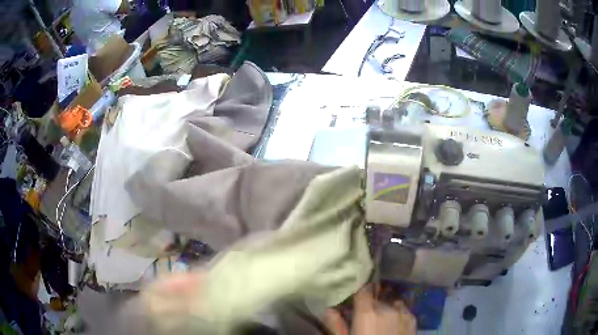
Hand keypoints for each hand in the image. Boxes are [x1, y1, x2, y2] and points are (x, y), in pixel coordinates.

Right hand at [324, 285, 416, 334]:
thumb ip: (336, 325)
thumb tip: (329, 310)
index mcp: (367, 312)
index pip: (363, 289)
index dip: (359, 291)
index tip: (355, 295)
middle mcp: (386, 307)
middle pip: (376, 299)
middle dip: (369, 305)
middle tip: (364, 318)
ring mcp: (402, 312)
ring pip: (390, 303)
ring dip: (384, 309)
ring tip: (380, 322)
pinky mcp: (413, 319)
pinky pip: (402, 310)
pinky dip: (396, 313)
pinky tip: (393, 325)